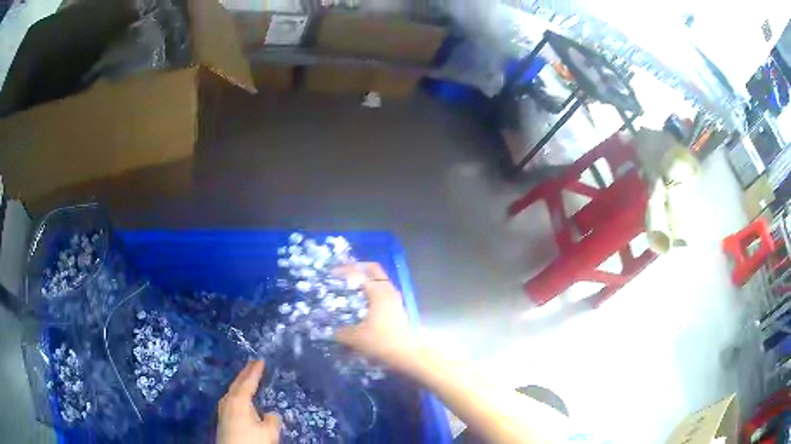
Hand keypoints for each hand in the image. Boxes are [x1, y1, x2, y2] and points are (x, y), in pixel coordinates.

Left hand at [217, 361, 280, 443]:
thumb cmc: (251, 440)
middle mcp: (228, 400)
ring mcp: (224, 409)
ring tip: (247, 376)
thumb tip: (269, 414)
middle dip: (245, 373)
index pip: (248, 382)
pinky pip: (232, 397)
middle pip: (237, 383)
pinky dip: (238, 392)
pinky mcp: (223, 418)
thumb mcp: (268, 432)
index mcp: (239, 400)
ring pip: (233, 390)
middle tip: (253, 362)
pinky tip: (241, 397)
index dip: (255, 371)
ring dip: (241, 382)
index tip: (260, 360)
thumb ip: (271, 420)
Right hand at [334, 263, 423, 372]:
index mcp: (378, 293)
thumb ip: (341, 332)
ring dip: (367, 280)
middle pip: (374, 270)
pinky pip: (383, 292)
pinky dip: (372, 291)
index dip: (345, 270)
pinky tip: (363, 303)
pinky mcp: (397, 309)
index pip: (360, 273)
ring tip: (351, 287)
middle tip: (343, 273)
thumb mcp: (356, 338)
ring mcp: (395, 300)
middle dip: (358, 268)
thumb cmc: (382, 343)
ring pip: (380, 281)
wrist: (407, 356)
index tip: (331, 272)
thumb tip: (330, 330)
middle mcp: (388, 292)